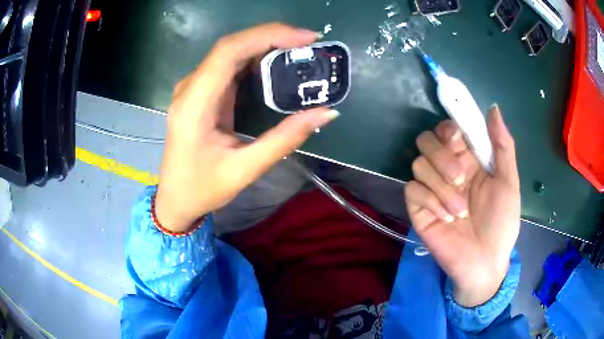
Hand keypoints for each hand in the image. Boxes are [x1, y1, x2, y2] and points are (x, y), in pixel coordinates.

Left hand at [155, 23, 338, 231]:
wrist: (175, 199)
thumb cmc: (202, 188)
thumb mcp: (245, 170)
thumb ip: (285, 139)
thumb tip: (326, 113)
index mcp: (194, 104)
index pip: (229, 51)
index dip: (268, 36)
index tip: (305, 38)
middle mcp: (190, 88)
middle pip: (231, 46)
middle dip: (272, 36)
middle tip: (309, 41)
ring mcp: (193, 89)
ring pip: (230, 52)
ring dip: (265, 45)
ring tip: (299, 48)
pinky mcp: (201, 93)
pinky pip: (228, 66)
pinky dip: (254, 58)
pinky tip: (276, 62)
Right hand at [405, 105, 519, 306]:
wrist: (484, 262)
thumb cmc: (501, 223)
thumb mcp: (509, 182)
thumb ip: (503, 145)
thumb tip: (493, 108)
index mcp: (469, 160)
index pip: (447, 130)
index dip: (448, 129)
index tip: (458, 141)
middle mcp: (447, 170)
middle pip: (426, 141)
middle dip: (442, 156)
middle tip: (461, 178)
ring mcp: (431, 190)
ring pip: (418, 164)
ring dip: (441, 186)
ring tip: (460, 211)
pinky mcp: (418, 209)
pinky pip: (412, 190)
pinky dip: (430, 201)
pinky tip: (446, 219)